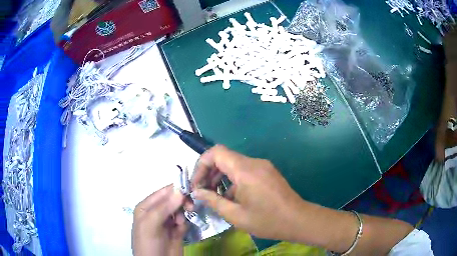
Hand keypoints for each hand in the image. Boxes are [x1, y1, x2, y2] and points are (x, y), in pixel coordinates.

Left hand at [132, 185, 185, 255]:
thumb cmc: (148, 243)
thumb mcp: (150, 225)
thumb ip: (163, 208)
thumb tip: (180, 191)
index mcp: (146, 207)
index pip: (163, 193)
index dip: (176, 189)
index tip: (190, 190)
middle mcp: (156, 212)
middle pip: (173, 200)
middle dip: (182, 202)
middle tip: (190, 208)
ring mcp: (166, 222)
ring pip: (179, 210)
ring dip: (183, 214)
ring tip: (180, 224)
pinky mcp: (176, 232)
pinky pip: (183, 222)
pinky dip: (184, 224)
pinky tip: (180, 231)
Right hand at [191, 145, 310, 240]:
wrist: (298, 220)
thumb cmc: (267, 220)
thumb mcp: (235, 215)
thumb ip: (213, 201)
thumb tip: (197, 192)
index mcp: (245, 170)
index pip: (216, 152)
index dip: (201, 165)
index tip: (196, 183)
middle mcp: (254, 163)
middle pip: (224, 157)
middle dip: (209, 172)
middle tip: (202, 191)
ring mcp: (262, 166)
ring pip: (234, 164)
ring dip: (221, 177)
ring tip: (214, 195)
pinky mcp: (267, 172)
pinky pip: (244, 170)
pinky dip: (233, 180)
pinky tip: (231, 197)